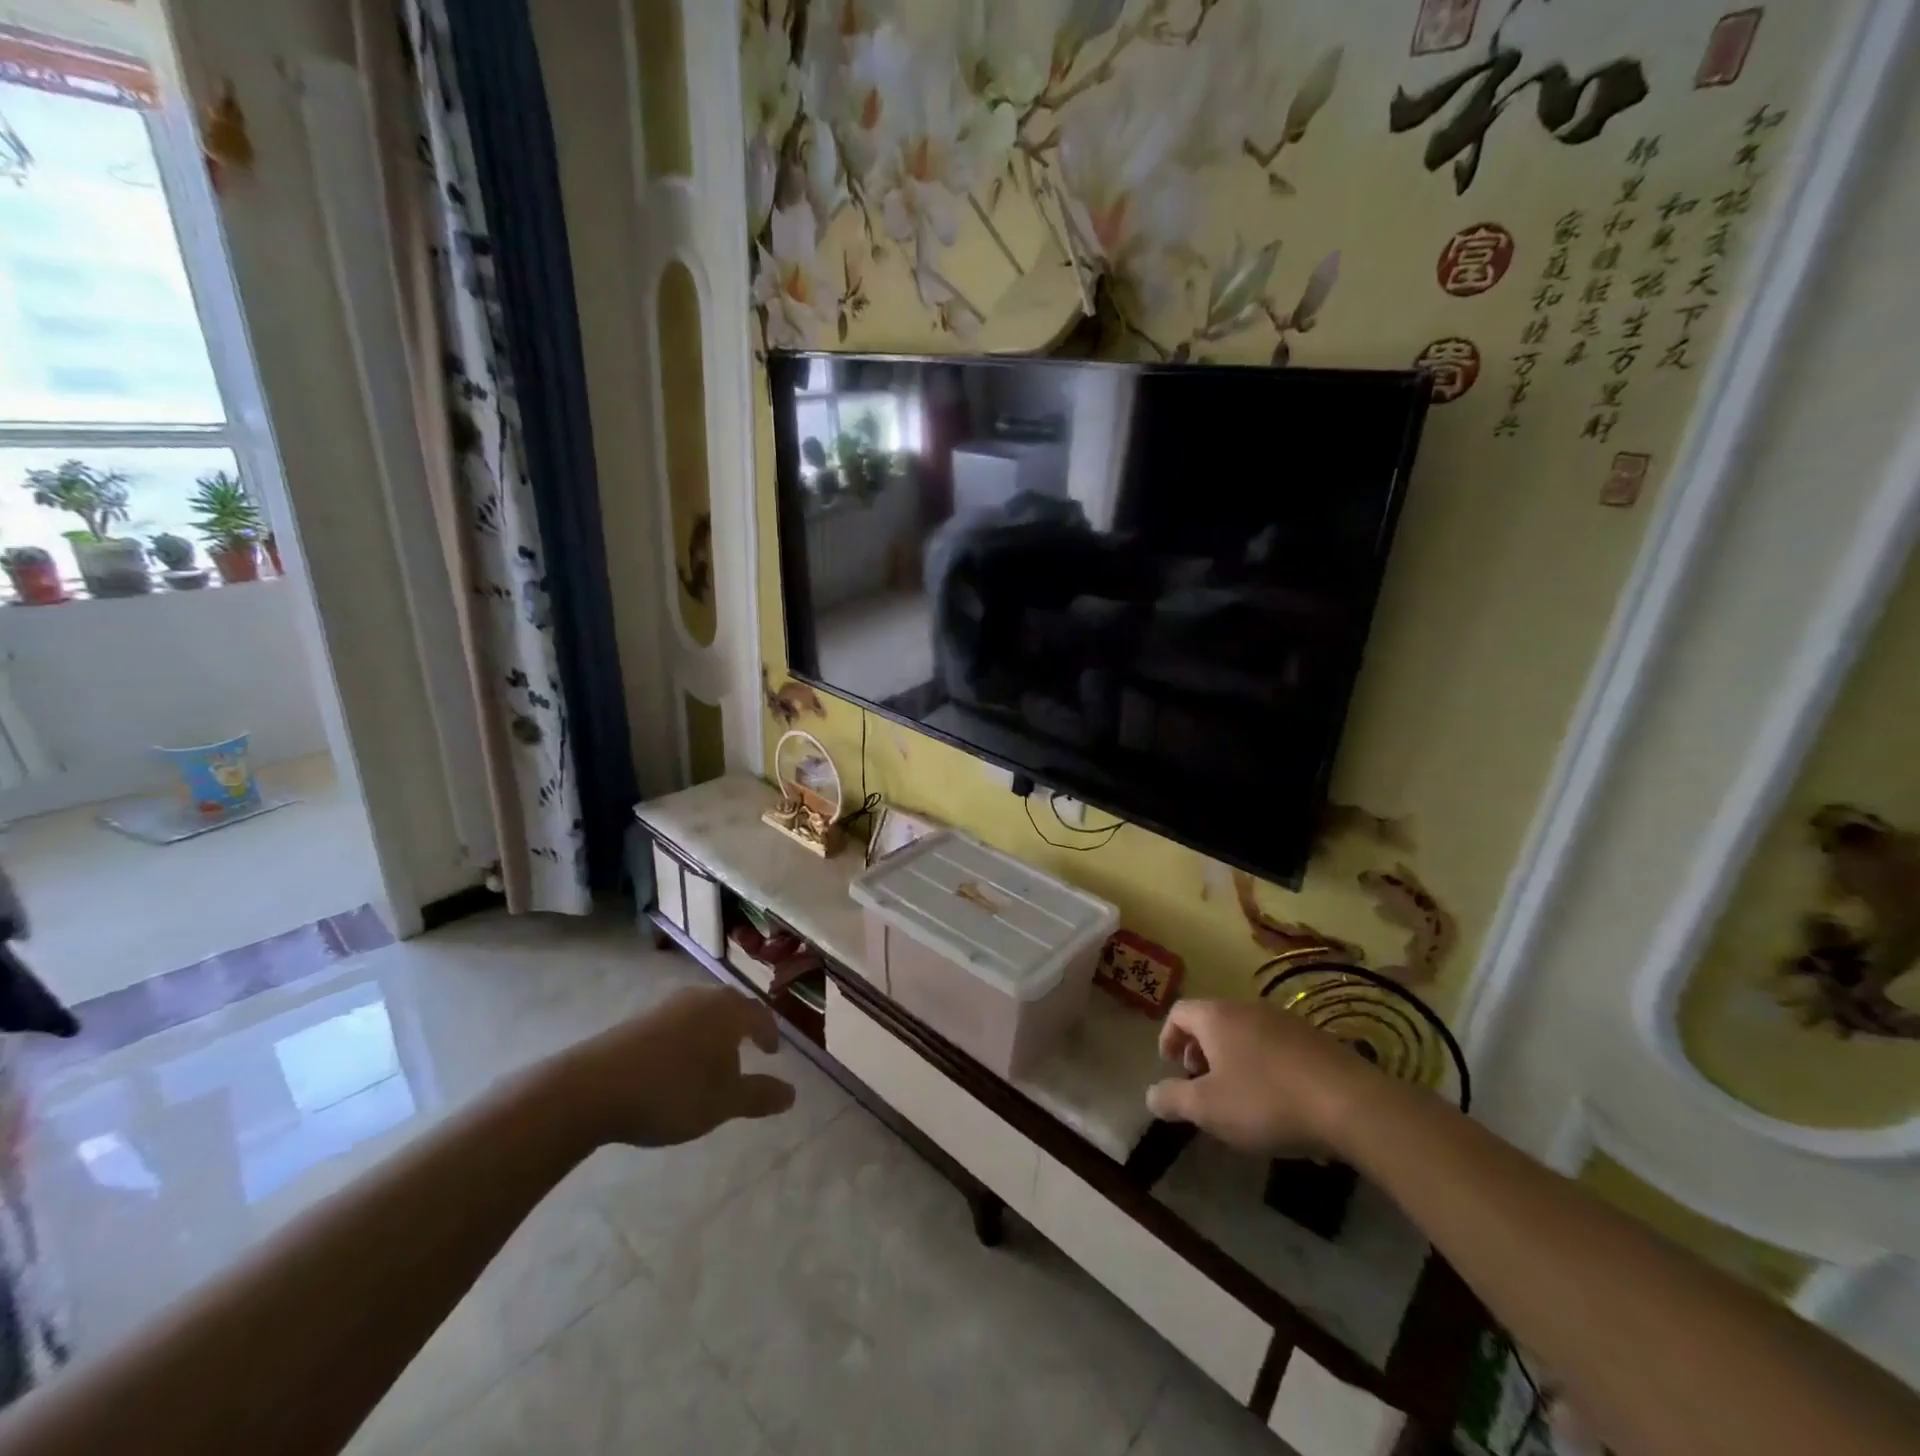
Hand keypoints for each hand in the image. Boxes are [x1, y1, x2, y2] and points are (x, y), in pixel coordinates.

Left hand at [555, 987, 797, 1148]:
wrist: (591, 1088)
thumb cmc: (671, 1092)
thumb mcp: (723, 1103)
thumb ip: (759, 1096)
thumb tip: (792, 1093)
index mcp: (727, 1011)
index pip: (759, 1014)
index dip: (770, 1033)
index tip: (772, 1052)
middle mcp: (701, 998)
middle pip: (730, 1007)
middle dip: (742, 1028)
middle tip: (747, 1050)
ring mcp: (666, 1005)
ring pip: (702, 1013)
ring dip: (712, 1033)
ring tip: (711, 1060)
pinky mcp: (638, 1019)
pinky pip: (676, 1023)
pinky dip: (686, 1038)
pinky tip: (676, 1064)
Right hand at [1145, 999, 1372, 1157]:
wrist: (1352, 1105)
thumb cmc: (1266, 1102)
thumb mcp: (1209, 1109)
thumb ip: (1173, 1100)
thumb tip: (1150, 1095)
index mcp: (1217, 1017)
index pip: (1179, 1012)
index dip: (1168, 1037)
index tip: (1171, 1066)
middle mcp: (1248, 1008)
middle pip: (1213, 1020)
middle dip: (1200, 1050)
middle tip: (1202, 1083)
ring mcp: (1285, 1020)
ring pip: (1246, 1032)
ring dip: (1233, 1058)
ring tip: (1240, 1095)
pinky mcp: (1316, 1039)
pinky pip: (1276, 1045)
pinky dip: (1264, 1064)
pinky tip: (1279, 1100)